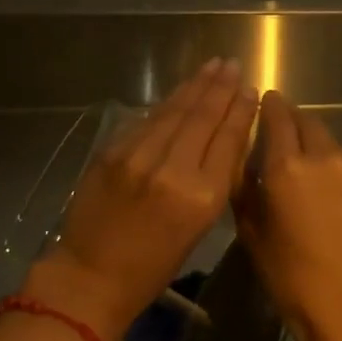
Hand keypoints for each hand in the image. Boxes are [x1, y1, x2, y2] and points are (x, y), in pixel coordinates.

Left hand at [25, 59, 258, 340]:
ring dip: (195, 85)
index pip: (227, 139)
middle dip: (220, 87)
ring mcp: (139, 155)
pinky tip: (180, 91)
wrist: (90, 276)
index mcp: (201, 196)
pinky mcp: (113, 150)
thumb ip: (212, 181)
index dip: (240, 109)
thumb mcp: (198, 228)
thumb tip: (223, 139)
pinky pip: (148, 119)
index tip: (251, 88)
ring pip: (175, 110)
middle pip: (203, 117)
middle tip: (232, 64)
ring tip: (213, 65)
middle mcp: (173, 169)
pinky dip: (167, 103)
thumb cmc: (152, 267)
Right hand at [236, 91, 341, 340]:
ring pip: (336, 148)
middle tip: (290, 142)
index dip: (272, 105)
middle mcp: (326, 157)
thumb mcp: (252, 232)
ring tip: (321, 184)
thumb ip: (246, 185)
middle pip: (310, 123)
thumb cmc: (291, 277)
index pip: (278, 116)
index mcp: (287, 166)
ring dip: (324, 155)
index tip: (269, 102)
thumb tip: (249, 158)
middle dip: (297, 125)